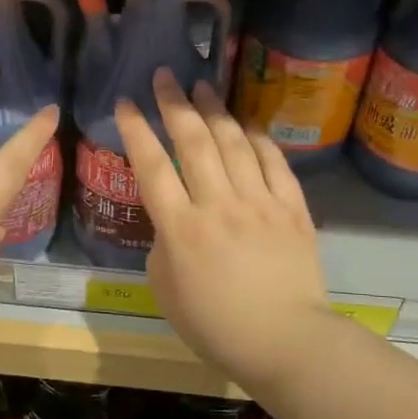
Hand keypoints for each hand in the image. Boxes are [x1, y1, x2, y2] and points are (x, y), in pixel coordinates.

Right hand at [113, 70, 336, 388]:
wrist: (285, 342)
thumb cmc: (215, 325)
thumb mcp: (165, 289)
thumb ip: (162, 244)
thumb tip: (172, 218)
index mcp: (181, 229)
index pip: (152, 167)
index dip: (136, 130)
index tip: (125, 103)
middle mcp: (219, 205)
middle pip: (193, 142)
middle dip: (175, 103)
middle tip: (165, 76)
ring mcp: (259, 203)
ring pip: (234, 143)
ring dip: (216, 111)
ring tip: (203, 87)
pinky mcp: (292, 209)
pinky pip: (275, 163)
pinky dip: (259, 139)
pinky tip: (247, 125)